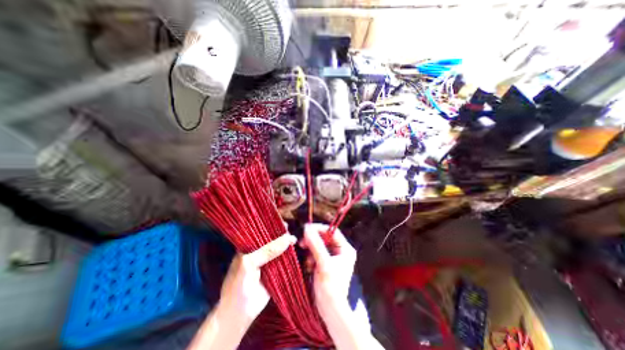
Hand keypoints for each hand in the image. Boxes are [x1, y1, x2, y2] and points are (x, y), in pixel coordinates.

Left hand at [218, 233, 295, 324]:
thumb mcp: (249, 263)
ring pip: (278, 249)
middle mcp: (258, 251)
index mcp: (248, 247)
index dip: (270, 226)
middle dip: (280, 234)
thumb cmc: (238, 284)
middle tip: (289, 229)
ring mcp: (267, 261)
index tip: (280, 221)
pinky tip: (294, 249)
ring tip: (294, 238)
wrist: (239, 313)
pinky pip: (283, 260)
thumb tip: (288, 238)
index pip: (260, 231)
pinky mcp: (275, 270)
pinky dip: (289, 255)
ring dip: (286, 244)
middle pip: (271, 239)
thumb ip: (268, 250)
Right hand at [303, 225, 356, 317]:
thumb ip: (316, 245)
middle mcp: (340, 251)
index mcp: (345, 249)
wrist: (329, 310)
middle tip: (302, 242)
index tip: (306, 228)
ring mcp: (332, 257)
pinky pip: (316, 253)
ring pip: (319, 245)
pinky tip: (309, 266)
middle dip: (313, 241)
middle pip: (325, 238)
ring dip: (311, 251)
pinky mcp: (325, 263)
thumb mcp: (323, 264)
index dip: (319, 228)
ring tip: (308, 261)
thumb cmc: (330, 287)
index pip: (332, 231)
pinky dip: (310, 257)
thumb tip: (307, 228)